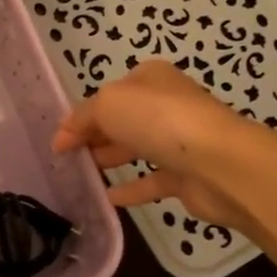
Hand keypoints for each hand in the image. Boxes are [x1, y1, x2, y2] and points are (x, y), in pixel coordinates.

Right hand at [51, 61, 252, 227]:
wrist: (218, 163)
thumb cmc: (159, 120)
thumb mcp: (108, 104)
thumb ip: (82, 117)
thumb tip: (63, 136)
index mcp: (150, 78)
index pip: (108, 95)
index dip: (81, 115)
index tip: (57, 141)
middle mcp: (166, 105)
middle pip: (122, 121)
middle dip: (94, 136)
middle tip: (66, 159)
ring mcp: (179, 141)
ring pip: (137, 148)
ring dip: (110, 158)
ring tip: (81, 175)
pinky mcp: (187, 175)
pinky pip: (152, 180)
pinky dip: (131, 188)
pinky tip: (108, 198)